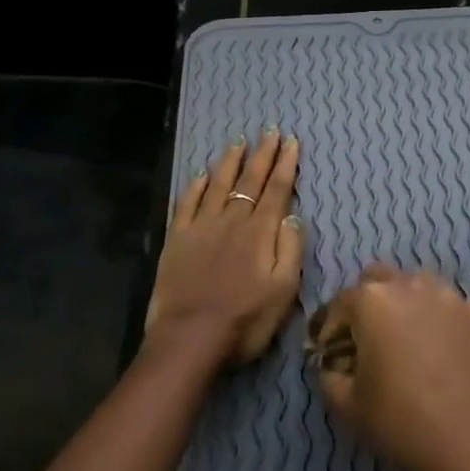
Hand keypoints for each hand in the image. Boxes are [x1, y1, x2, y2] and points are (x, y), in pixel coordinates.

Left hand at [147, 130, 303, 367]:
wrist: (190, 339)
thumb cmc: (245, 320)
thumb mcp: (284, 290)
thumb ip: (290, 248)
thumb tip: (292, 214)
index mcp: (260, 232)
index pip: (277, 189)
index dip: (285, 164)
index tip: (291, 142)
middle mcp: (232, 220)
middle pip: (250, 180)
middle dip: (262, 154)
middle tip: (270, 131)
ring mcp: (202, 227)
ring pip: (218, 184)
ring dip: (230, 162)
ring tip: (239, 142)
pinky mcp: (178, 239)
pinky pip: (187, 203)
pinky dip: (195, 186)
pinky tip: (201, 174)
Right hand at [312, 266, 469, 470]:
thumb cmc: (400, 420)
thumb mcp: (346, 405)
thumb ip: (329, 374)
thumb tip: (335, 363)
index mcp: (372, 300)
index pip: (340, 303)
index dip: (331, 329)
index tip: (333, 355)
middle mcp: (410, 284)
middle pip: (379, 280)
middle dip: (368, 304)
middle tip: (370, 340)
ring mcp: (449, 295)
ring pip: (418, 287)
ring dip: (408, 305)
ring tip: (410, 342)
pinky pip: (452, 308)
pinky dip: (443, 322)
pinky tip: (446, 352)